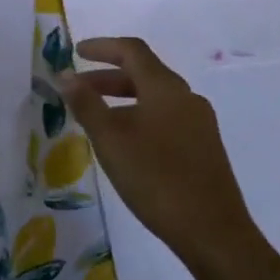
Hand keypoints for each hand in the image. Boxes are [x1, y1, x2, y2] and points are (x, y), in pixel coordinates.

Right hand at [57, 37, 262, 273]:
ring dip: (123, 98)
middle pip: (144, 72)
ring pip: (155, 97)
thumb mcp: (111, 140)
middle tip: (78, 89)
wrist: (213, 232)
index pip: (132, 50)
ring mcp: (199, 123)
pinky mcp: (204, 147)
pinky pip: (166, 117)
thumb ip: (86, 104)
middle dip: (107, 76)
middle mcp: (186, 97)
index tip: (76, 52)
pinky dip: (140, 116)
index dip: (102, 47)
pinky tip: (127, 143)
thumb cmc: (156, 178)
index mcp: (165, 87)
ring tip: (97, 117)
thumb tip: (66, 75)